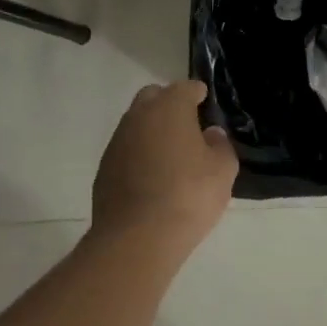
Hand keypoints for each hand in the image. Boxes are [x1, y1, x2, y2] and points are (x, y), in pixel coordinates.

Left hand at [92, 80, 238, 248]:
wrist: (137, 237)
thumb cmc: (189, 195)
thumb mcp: (223, 171)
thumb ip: (220, 146)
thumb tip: (211, 134)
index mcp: (170, 107)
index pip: (185, 88)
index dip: (197, 94)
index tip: (205, 102)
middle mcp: (139, 116)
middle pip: (154, 97)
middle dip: (169, 104)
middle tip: (187, 126)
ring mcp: (117, 141)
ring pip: (136, 123)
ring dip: (152, 131)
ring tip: (170, 154)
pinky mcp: (104, 168)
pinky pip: (126, 150)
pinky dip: (138, 154)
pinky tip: (151, 177)